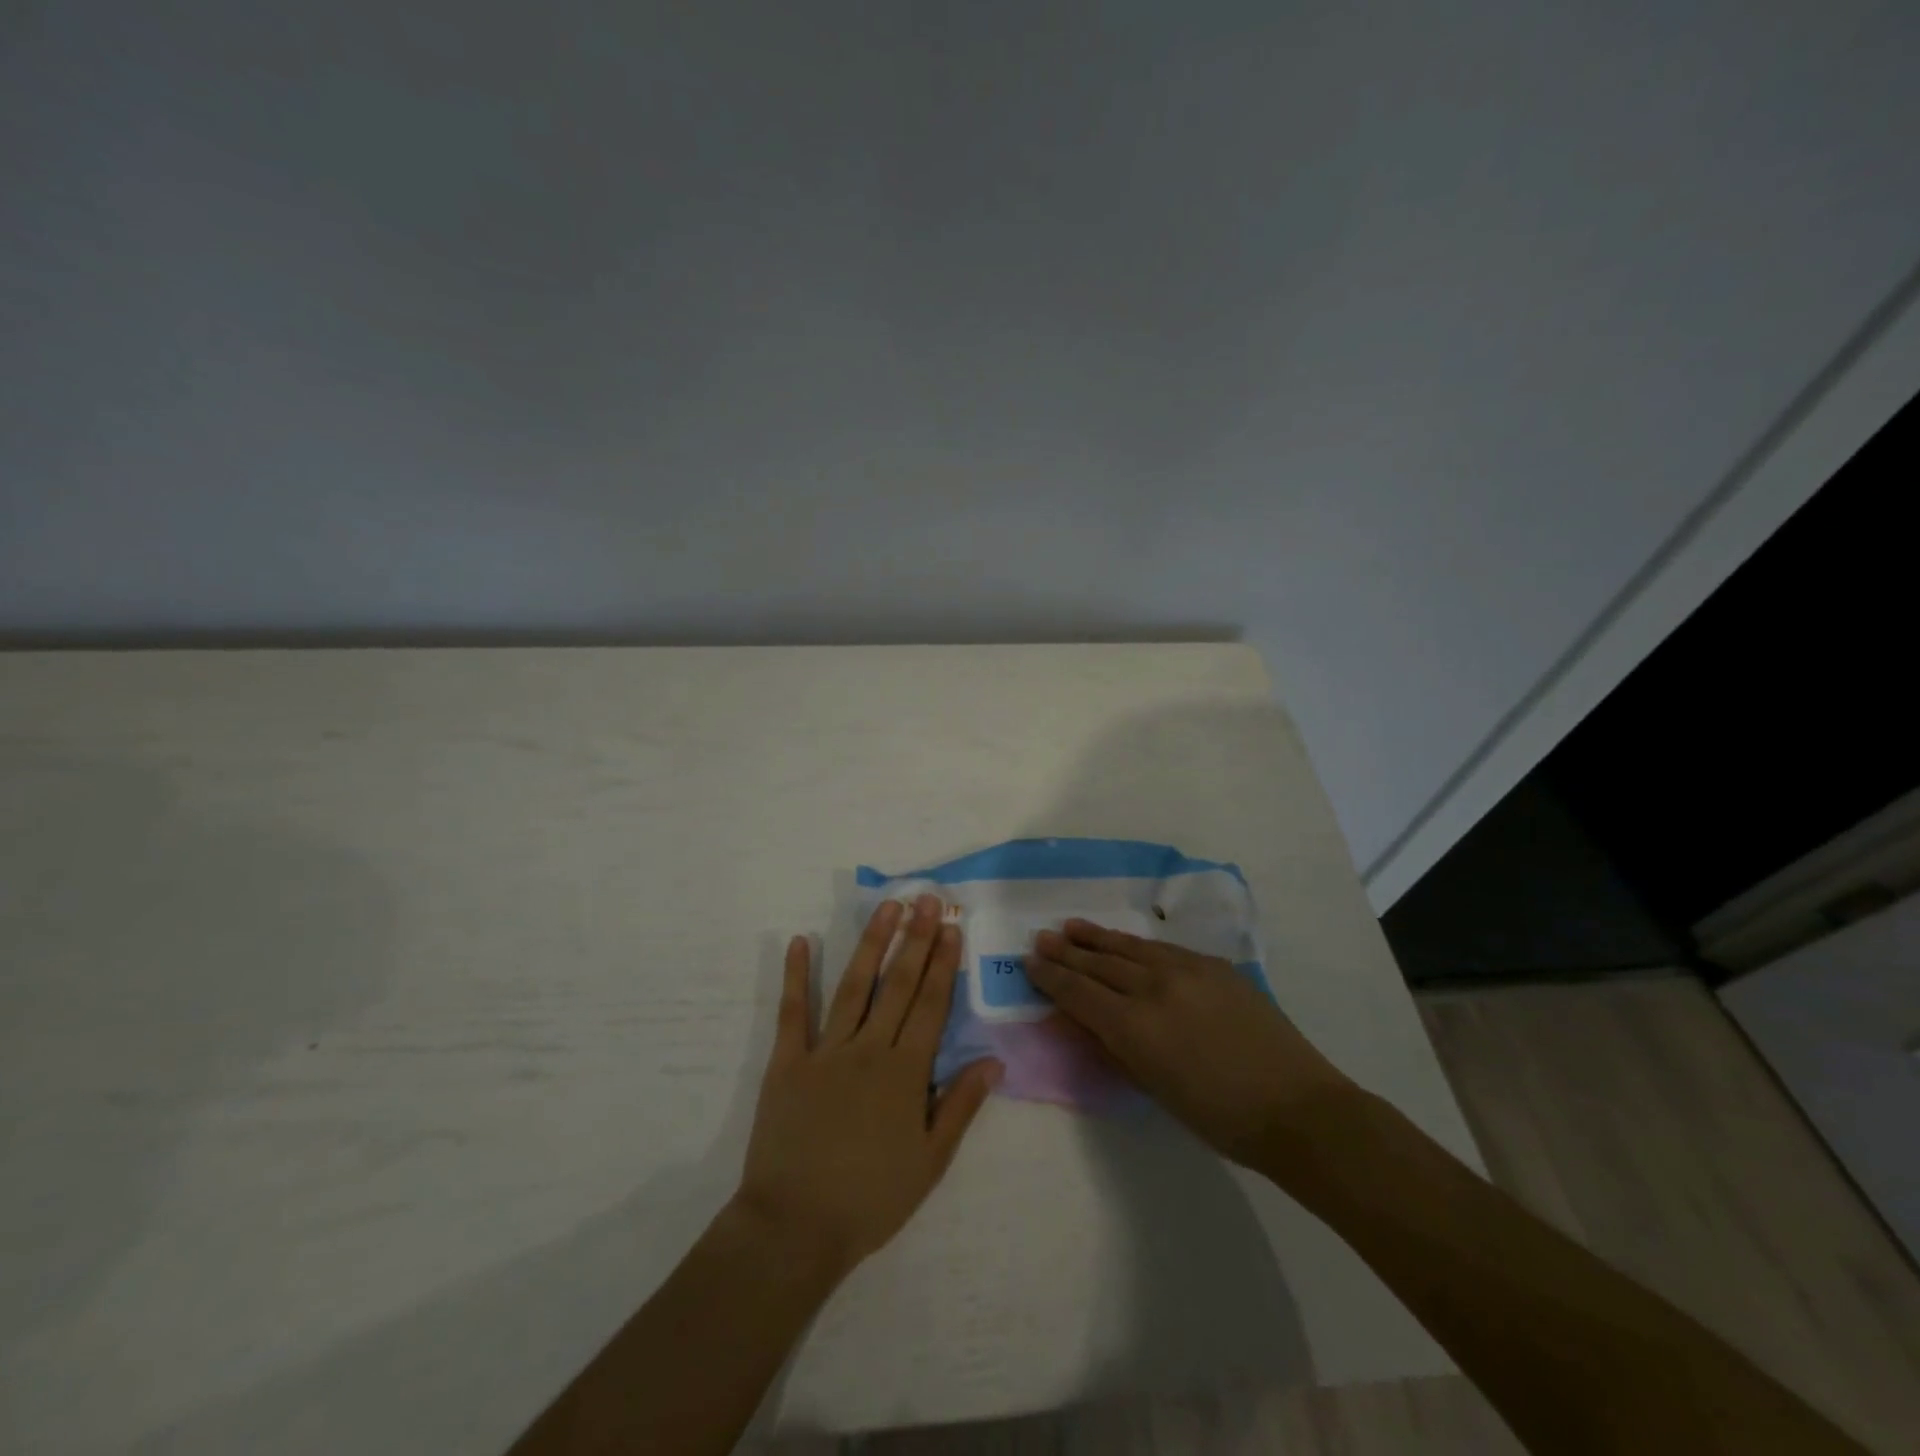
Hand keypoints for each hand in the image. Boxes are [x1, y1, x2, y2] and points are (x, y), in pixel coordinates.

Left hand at [734, 895, 1002, 1275]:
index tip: (951, 927)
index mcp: (905, 1073)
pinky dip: (796, 974)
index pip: (930, 1005)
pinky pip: (792, 1011)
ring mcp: (825, 1051)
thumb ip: (961, 1106)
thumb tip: (993, 1061)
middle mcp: (869, 1049)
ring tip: (886, 908)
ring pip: (853, 985)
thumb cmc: (870, 1199)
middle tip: (926, 900)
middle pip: (897, 984)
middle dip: (915, 939)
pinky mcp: (786, 1062)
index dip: (942, 964)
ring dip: (871, 943)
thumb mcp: (930, 1161)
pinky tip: (801, 941)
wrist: (794, 1227)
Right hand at [1026, 920, 1354, 1170]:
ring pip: (1129, 948)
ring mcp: (1186, 970)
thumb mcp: (1155, 1089)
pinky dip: (1134, 944)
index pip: (1079, 993)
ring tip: (1071, 926)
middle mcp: (1154, 988)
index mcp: (1135, 1028)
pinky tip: (1123, 941)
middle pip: (1099, 964)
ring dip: (1096, 938)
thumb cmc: (1220, 1118)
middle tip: (1041, 938)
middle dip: (1066, 952)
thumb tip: (1086, 1021)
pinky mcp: (1213, 965)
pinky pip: (1162, 949)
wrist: (1297, 1108)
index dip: (1051, 977)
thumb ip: (1115, 1049)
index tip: (1030, 963)